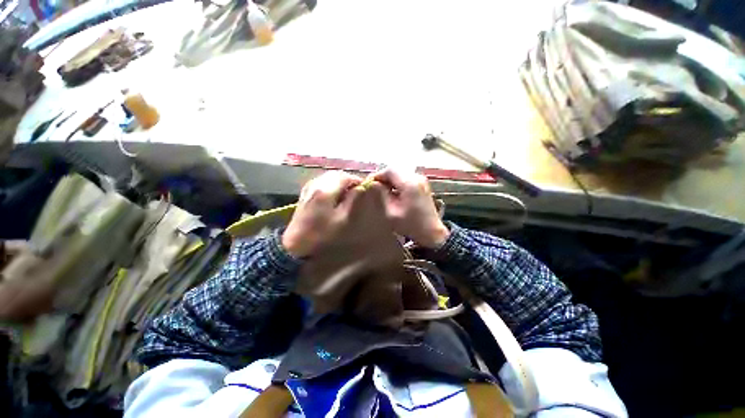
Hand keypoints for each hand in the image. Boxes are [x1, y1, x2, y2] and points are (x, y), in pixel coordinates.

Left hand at [282, 171, 361, 257]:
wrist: (295, 244)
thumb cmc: (321, 235)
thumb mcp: (342, 220)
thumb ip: (353, 201)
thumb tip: (362, 188)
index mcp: (325, 188)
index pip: (347, 177)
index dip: (358, 183)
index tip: (365, 193)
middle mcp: (316, 183)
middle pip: (337, 175)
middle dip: (349, 182)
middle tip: (357, 195)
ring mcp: (308, 188)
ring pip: (329, 178)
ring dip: (339, 184)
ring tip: (346, 198)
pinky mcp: (305, 194)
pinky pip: (321, 184)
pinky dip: (330, 188)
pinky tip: (332, 200)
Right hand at [370, 168, 449, 248]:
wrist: (432, 232)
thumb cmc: (411, 225)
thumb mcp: (392, 212)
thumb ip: (382, 196)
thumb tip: (374, 184)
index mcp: (409, 183)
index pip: (389, 170)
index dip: (377, 175)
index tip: (369, 184)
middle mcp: (417, 178)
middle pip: (395, 170)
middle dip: (383, 178)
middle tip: (374, 188)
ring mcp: (421, 181)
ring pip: (401, 174)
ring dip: (390, 180)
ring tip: (383, 192)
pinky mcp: (423, 185)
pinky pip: (407, 178)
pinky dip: (398, 183)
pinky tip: (394, 194)